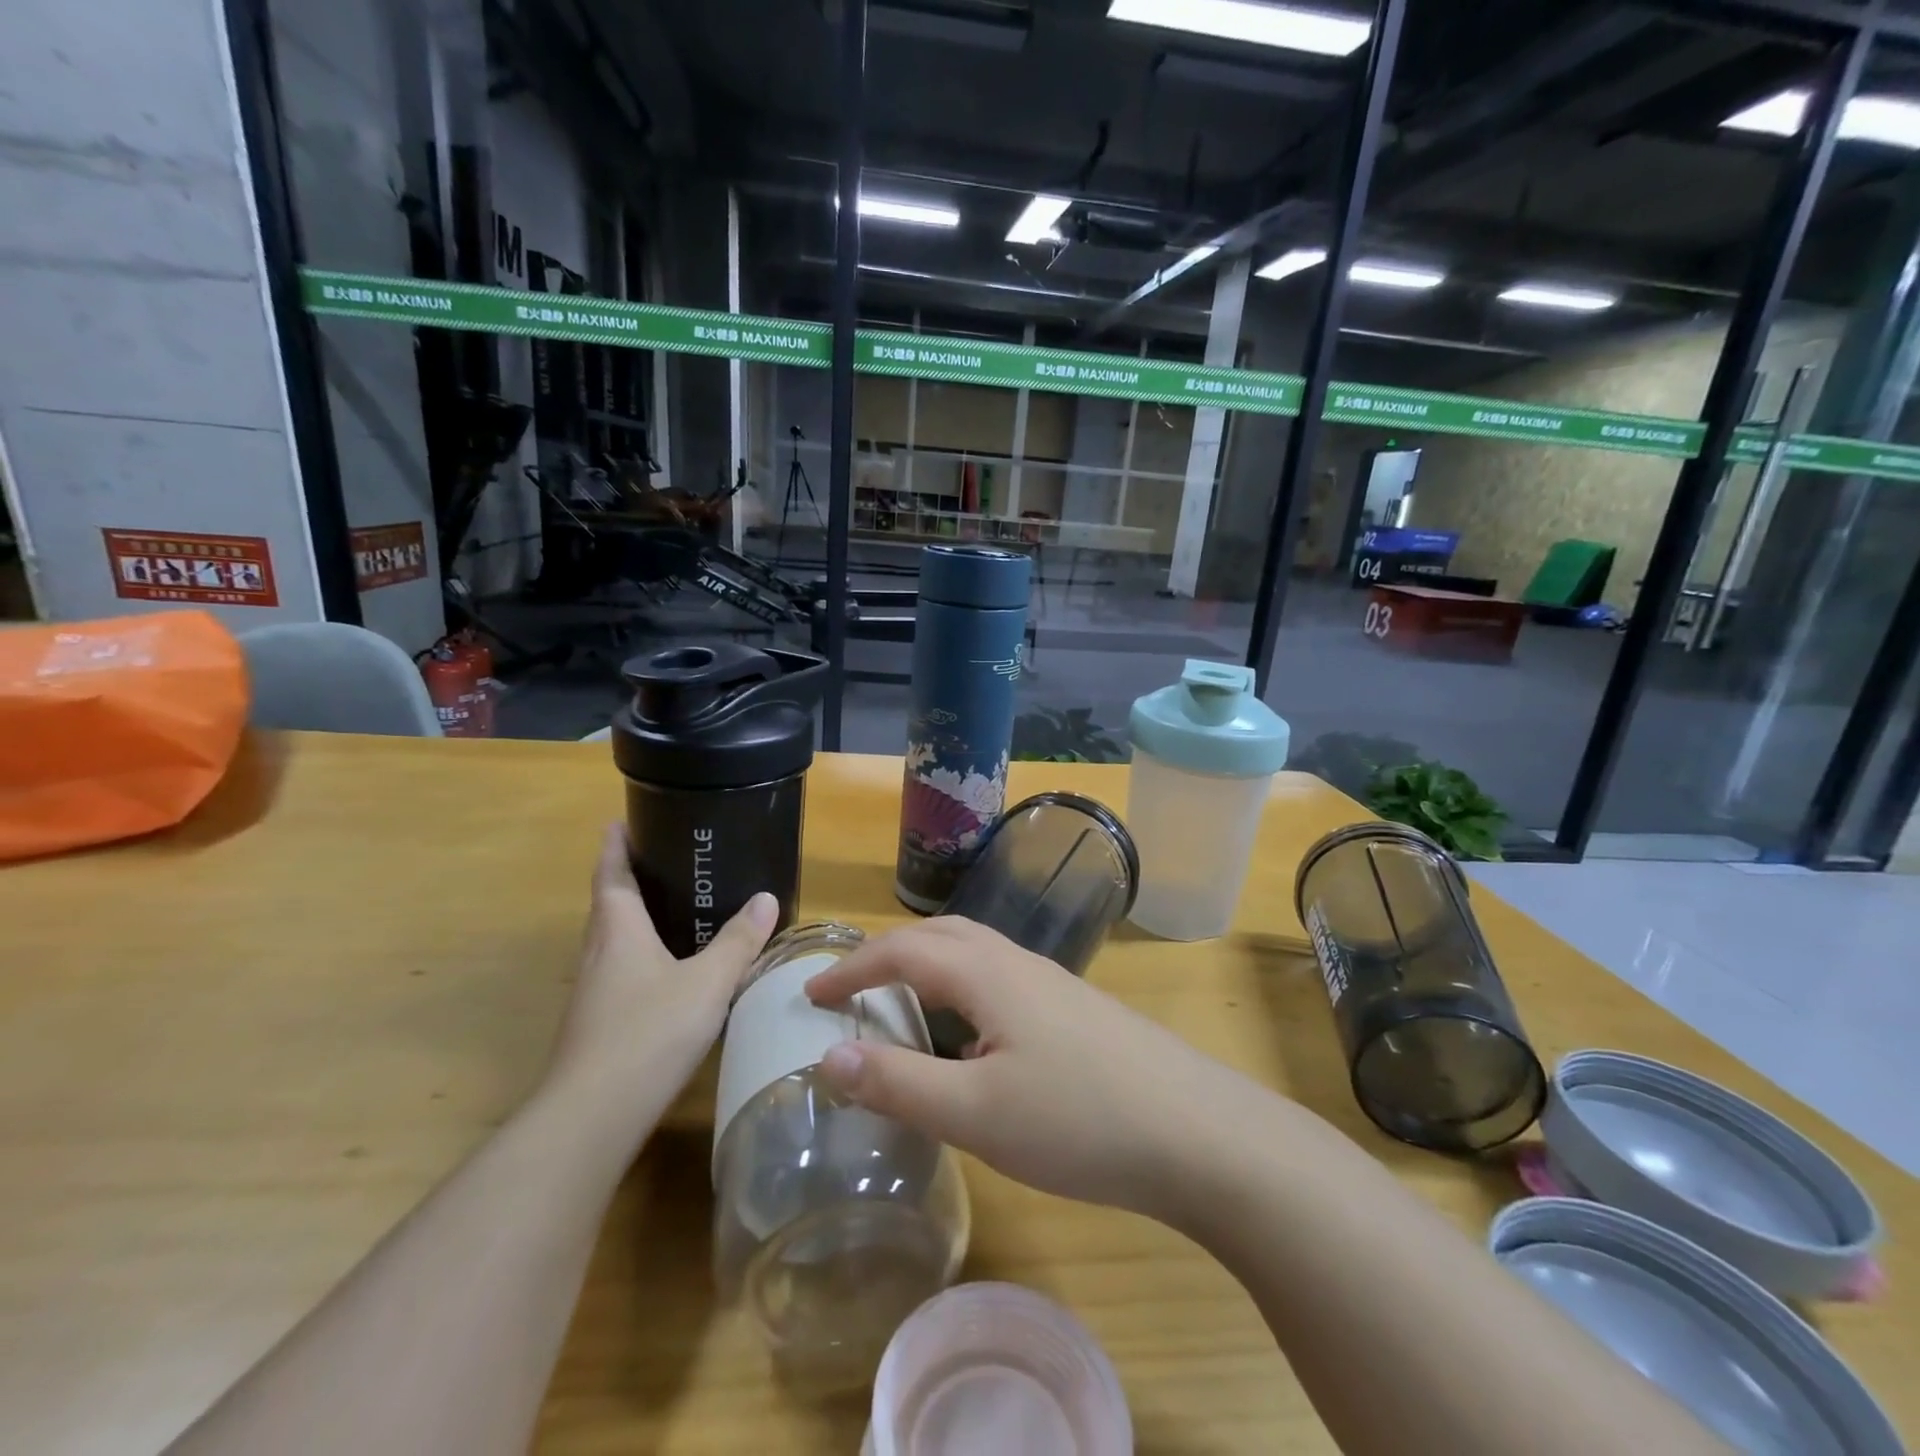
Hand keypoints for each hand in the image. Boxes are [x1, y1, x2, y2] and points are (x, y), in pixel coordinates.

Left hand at [540, 824, 776, 1142]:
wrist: (592, 1116)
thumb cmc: (648, 1032)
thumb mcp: (707, 982)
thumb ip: (738, 941)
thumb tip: (766, 898)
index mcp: (618, 930)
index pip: (610, 875)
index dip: (614, 846)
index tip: (619, 822)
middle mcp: (598, 953)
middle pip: (607, 904)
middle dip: (626, 879)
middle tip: (662, 859)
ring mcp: (593, 991)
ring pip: (611, 940)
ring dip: (632, 918)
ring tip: (671, 907)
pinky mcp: (597, 1023)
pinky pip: (619, 970)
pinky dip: (639, 954)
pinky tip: (667, 971)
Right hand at [804, 917, 1261, 1220]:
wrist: (1196, 1131)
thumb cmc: (1078, 1119)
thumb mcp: (975, 1113)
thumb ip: (898, 1083)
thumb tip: (826, 1056)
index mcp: (986, 972)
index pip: (900, 950)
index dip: (850, 968)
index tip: (810, 995)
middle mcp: (1016, 962)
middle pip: (939, 936)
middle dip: (887, 955)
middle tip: (851, 992)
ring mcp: (1051, 983)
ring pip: (973, 954)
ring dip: (927, 967)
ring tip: (901, 1007)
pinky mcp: (1073, 1009)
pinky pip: (998, 979)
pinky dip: (961, 990)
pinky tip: (970, 1038)